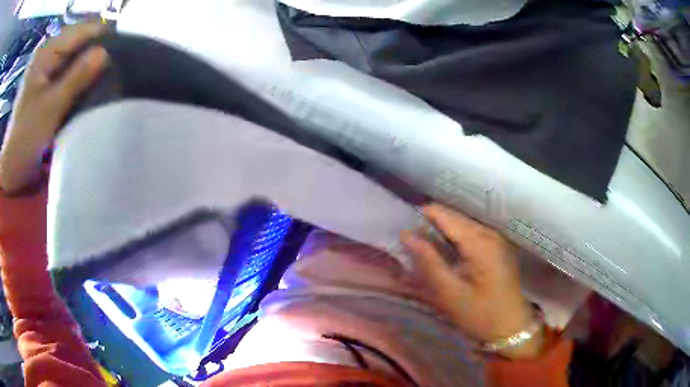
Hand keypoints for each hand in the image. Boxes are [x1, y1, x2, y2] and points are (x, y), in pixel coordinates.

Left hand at [0, 23, 107, 193]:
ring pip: (75, 55)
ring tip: (104, 78)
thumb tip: (106, 52)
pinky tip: (87, 86)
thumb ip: (77, 77)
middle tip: (113, 70)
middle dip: (96, 52)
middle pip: (79, 40)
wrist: (11, 165)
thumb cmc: (26, 138)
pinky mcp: (45, 79)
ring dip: (88, 65)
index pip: (83, 30)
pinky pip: (67, 69)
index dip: (103, 38)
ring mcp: (45, 65)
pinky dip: (78, 76)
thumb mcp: (51, 107)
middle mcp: (48, 50)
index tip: (121, 54)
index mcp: (47, 50)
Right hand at [401, 204, 543, 358]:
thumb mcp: (449, 292)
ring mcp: (497, 239)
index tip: (403, 220)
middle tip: (410, 235)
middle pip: (456, 217)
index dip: (424, 214)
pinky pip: (472, 234)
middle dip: (432, 222)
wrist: (511, 328)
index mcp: (480, 242)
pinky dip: (456, 237)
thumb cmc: (480, 314)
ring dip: (443, 230)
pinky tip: (445, 249)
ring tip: (423, 241)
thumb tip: (407, 234)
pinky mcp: (498, 248)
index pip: (446, 215)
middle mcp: (490, 233)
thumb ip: (428, 260)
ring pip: (464, 224)